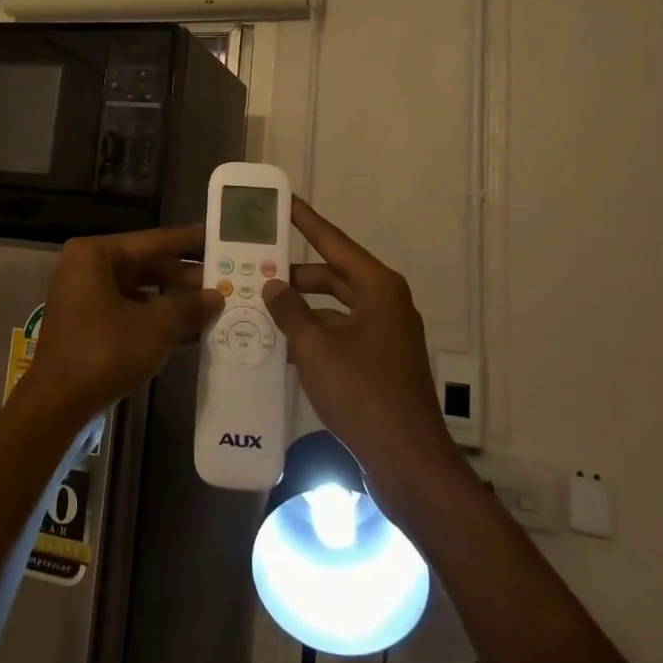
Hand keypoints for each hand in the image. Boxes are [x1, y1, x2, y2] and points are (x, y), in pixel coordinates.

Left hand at [19, 225, 222, 428]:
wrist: (58, 403)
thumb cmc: (105, 351)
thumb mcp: (155, 327)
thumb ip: (188, 307)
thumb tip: (217, 296)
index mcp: (95, 255)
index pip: (152, 241)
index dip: (187, 240)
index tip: (216, 235)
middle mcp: (86, 269)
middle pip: (145, 266)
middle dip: (184, 277)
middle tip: (224, 278)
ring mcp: (85, 298)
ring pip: (139, 291)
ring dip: (173, 301)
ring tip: (214, 305)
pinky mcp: (88, 325)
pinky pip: (129, 312)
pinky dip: (156, 320)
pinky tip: (191, 331)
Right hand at [261, 199, 452, 488]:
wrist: (407, 461)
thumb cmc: (363, 393)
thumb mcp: (316, 347)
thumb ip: (290, 311)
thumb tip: (273, 286)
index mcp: (378, 288)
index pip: (334, 241)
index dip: (306, 220)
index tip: (283, 201)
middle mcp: (385, 304)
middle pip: (333, 275)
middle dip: (296, 274)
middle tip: (256, 267)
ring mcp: (384, 335)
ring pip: (334, 307)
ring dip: (301, 308)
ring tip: (259, 305)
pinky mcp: (379, 363)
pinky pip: (340, 334)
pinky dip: (313, 335)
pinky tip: (280, 344)